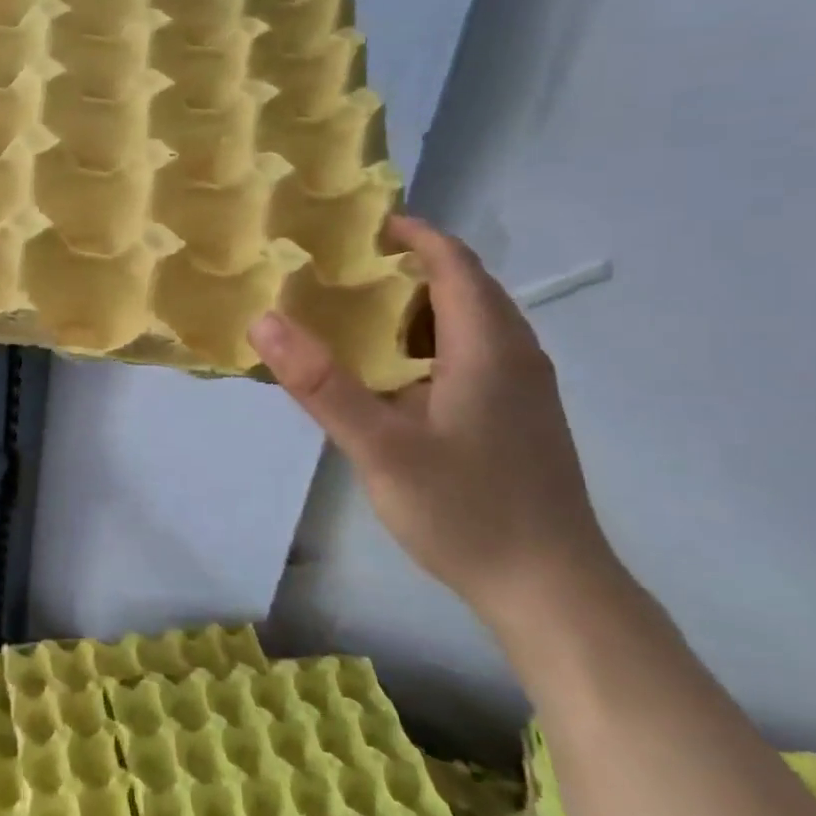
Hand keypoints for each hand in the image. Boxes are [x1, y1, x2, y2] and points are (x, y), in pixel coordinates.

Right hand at [249, 216, 615, 620]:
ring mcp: (525, 390)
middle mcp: (516, 356)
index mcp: (488, 348)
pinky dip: (432, 344)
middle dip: (410, 270)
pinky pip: (475, 357)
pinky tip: (397, 378)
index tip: (363, 226)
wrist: (551, 588)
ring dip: (421, 309)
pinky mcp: (521, 419)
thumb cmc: (466, 510)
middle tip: (345, 273)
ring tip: (361, 318)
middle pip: (466, 289)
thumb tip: (264, 320)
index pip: (455, 265)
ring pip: (472, 325)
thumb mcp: (381, 447)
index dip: (414, 236)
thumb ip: (321, 384)